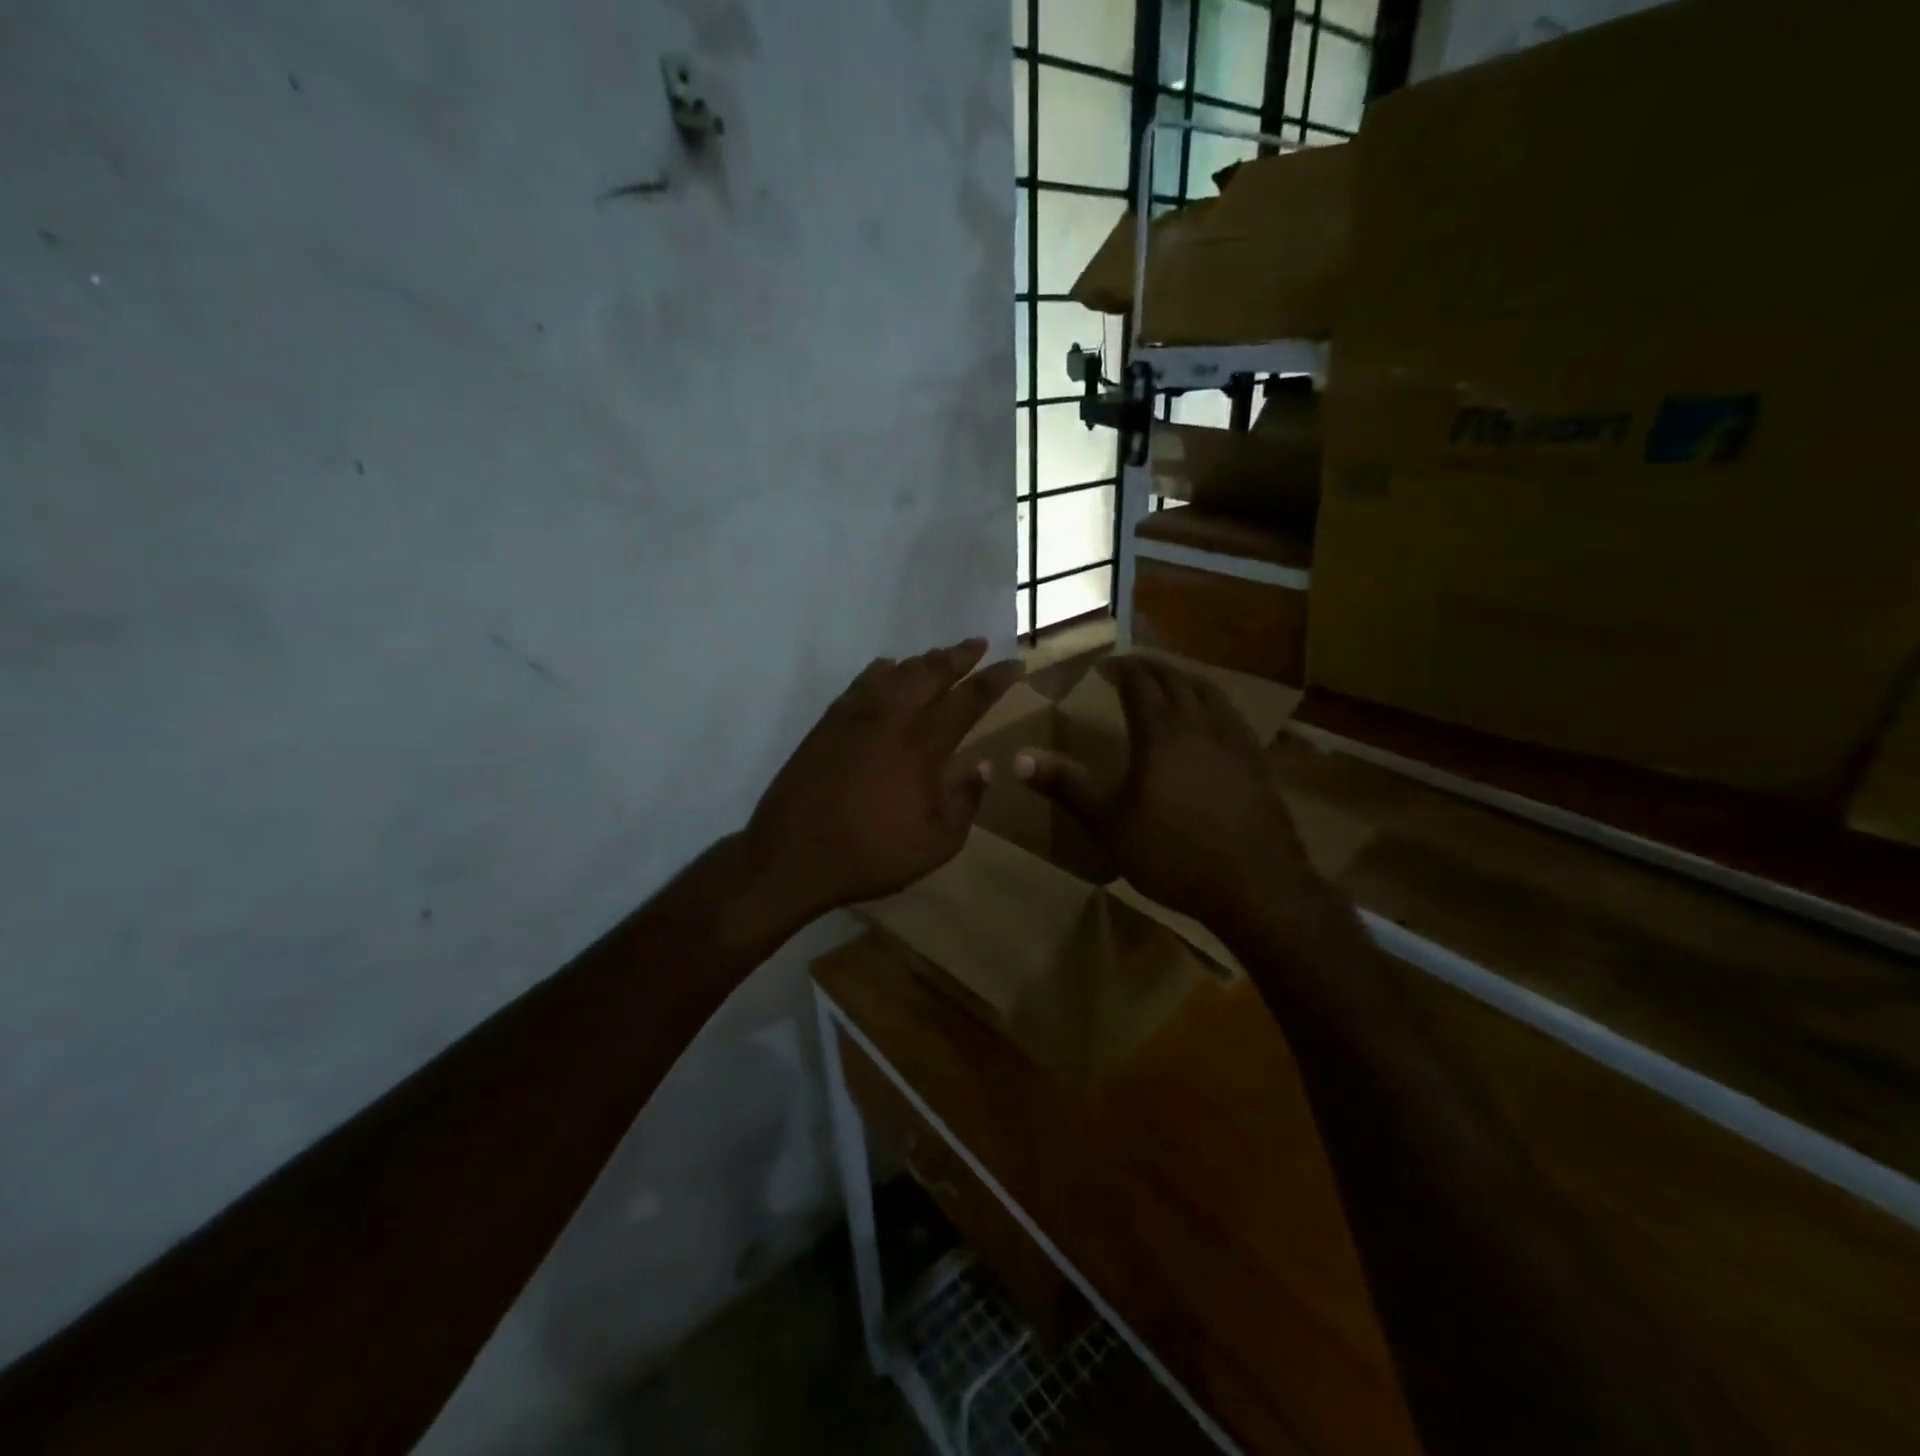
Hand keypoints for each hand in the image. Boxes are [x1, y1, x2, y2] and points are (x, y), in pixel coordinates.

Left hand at [744, 639, 1023, 923]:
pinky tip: (888, 668)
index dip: (994, 679)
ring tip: (940, 655)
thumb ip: (965, 802)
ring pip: (896, 671)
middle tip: (979, 643)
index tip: (1013, 664)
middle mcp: (891, 718)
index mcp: (922, 745)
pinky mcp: (828, 722)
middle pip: (931, 672)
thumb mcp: (936, 844)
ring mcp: (855, 716)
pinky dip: (882, 669)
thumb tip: (983, 766)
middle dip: (959, 655)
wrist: (791, 854)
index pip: (968, 700)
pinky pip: (862, 681)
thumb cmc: (871, 854)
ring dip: (924, 660)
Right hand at [1014, 656, 1316, 933]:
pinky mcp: (1257, 762)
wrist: (1255, 886)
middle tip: (1132, 666)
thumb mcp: (1108, 824)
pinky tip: (1212, 720)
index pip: (1140, 684)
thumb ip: (1067, 786)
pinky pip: (1232, 715)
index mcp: (1161, 734)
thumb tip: (1017, 759)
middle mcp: (1200, 726)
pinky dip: (1213, 702)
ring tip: (1171, 680)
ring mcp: (1234, 742)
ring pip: (1209, 692)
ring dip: (1185, 678)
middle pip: (1175, 681)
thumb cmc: (1172, 854)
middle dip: (1151, 668)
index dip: (1121, 669)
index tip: (1105, 664)